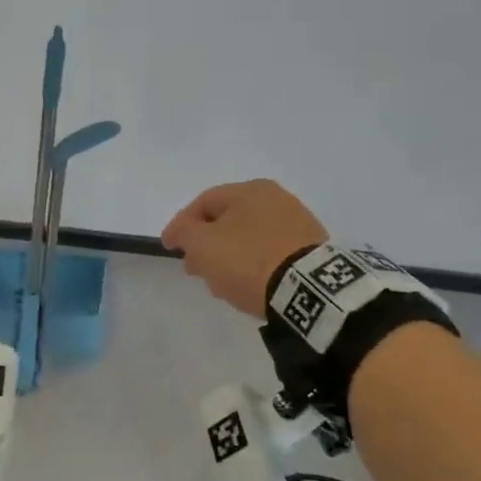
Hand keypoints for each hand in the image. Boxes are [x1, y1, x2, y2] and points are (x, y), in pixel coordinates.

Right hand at [161, 180, 327, 318]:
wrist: (308, 290)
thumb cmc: (247, 259)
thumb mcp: (202, 244)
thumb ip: (184, 232)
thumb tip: (181, 231)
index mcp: (250, 189)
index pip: (204, 203)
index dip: (181, 225)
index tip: (168, 247)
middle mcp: (276, 198)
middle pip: (228, 220)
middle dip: (206, 244)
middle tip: (193, 268)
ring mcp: (298, 224)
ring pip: (248, 238)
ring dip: (228, 257)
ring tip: (219, 283)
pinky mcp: (311, 251)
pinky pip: (270, 254)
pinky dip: (253, 265)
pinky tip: (246, 285)